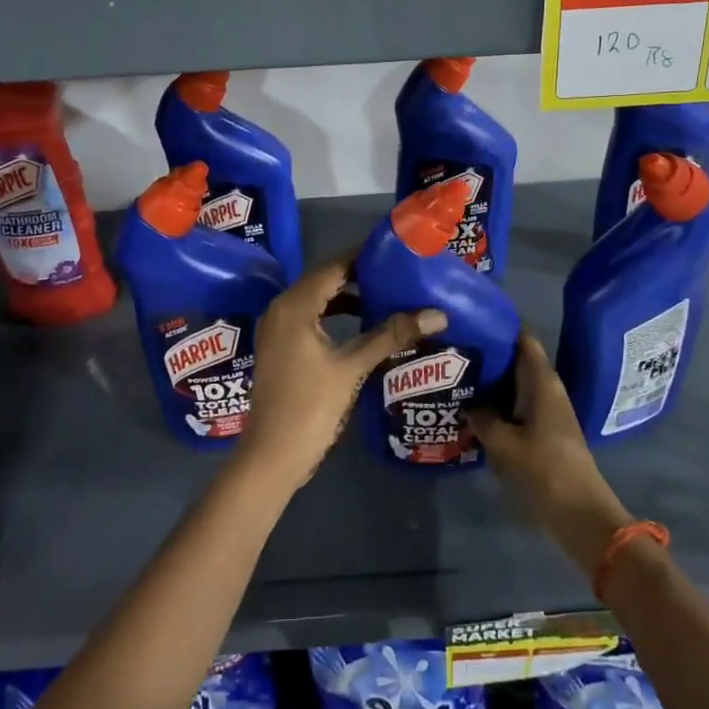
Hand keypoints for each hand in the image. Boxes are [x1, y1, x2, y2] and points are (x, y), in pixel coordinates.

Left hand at [236, 257, 446, 495]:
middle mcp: (281, 309)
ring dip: (347, 295)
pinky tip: (361, 325)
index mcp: (295, 306)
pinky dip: (333, 314)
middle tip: (396, 271)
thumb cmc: (310, 407)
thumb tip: (437, 314)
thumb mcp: (353, 368)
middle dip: (358, 274)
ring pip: (316, 299)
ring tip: (385, 294)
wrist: (272, 457)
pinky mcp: (280, 347)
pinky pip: (309, 317)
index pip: (333, 266)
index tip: (395, 251)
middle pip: (323, 279)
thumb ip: (391, 336)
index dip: (363, 256)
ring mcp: (277, 329)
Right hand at [468, 332, 634, 575]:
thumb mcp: (505, 443)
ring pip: (516, 384)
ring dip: (492, 381)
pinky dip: (499, 403)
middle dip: (490, 354)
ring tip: (457, 376)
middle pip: (517, 360)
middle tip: (455, 349)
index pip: (524, 339)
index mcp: (542, 381)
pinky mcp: (545, 430)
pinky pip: (518, 405)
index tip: (474, 318)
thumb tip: (468, 405)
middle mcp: (547, 389)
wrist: (580, 513)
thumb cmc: (545, 469)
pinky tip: (474, 410)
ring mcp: (548, 410)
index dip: (502, 325)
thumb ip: (483, 419)